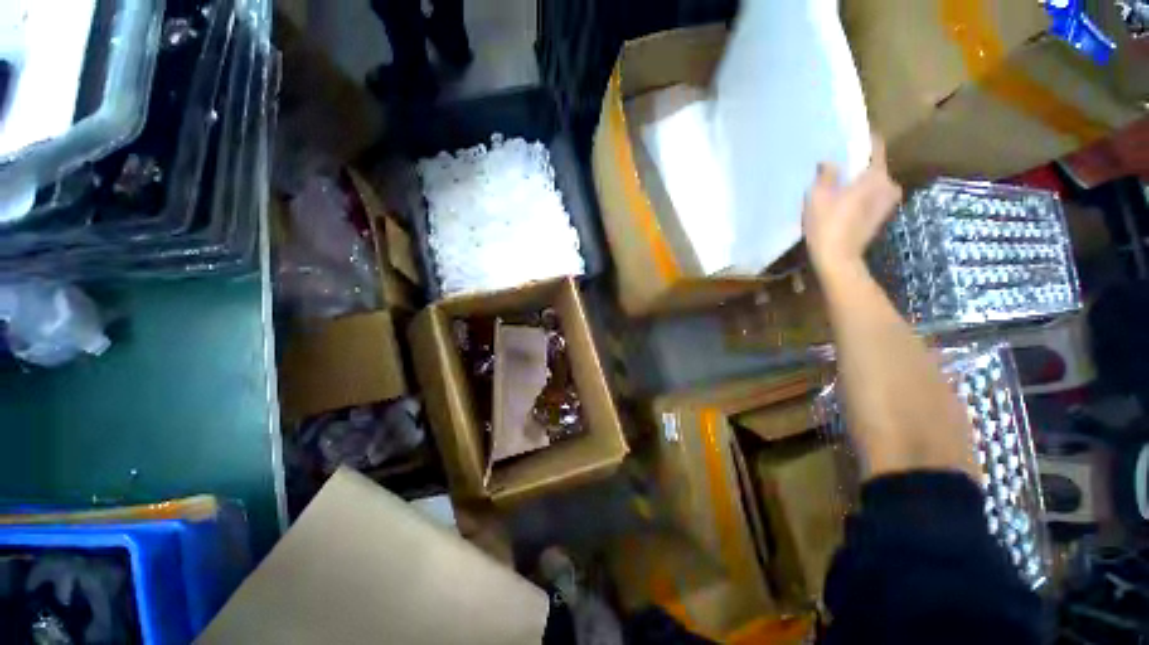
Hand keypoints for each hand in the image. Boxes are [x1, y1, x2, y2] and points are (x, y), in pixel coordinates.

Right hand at [803, 136, 902, 276]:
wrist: (837, 259)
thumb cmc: (827, 224)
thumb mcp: (819, 196)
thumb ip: (827, 174)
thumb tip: (830, 162)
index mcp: (877, 175)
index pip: (875, 146)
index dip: (863, 139)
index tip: (850, 135)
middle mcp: (889, 185)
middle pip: (875, 166)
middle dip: (859, 163)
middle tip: (839, 163)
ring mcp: (887, 203)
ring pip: (874, 182)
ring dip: (860, 181)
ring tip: (839, 183)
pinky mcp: (881, 217)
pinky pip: (872, 196)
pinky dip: (860, 195)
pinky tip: (844, 201)